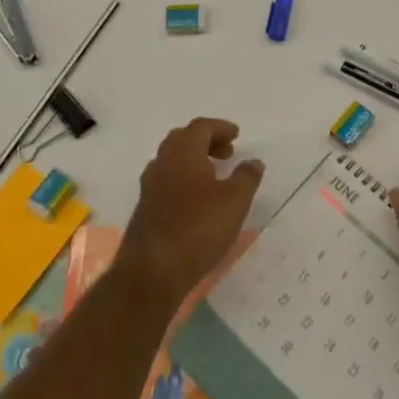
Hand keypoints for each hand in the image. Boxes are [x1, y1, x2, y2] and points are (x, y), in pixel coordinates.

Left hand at [120, 118, 264, 312]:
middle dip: (206, 141)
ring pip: (171, 160)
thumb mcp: (235, 202)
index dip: (220, 127)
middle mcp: (162, 163)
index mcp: (183, 153)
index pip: (200, 127)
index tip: (237, 135)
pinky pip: (166, 180)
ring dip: (193, 160)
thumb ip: (246, 178)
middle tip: (226, 153)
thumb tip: (253, 162)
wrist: (153, 271)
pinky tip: (196, 199)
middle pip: (182, 139)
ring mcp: (150, 186)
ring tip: (214, 176)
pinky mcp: (145, 208)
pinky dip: (183, 178)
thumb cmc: (198, 229)